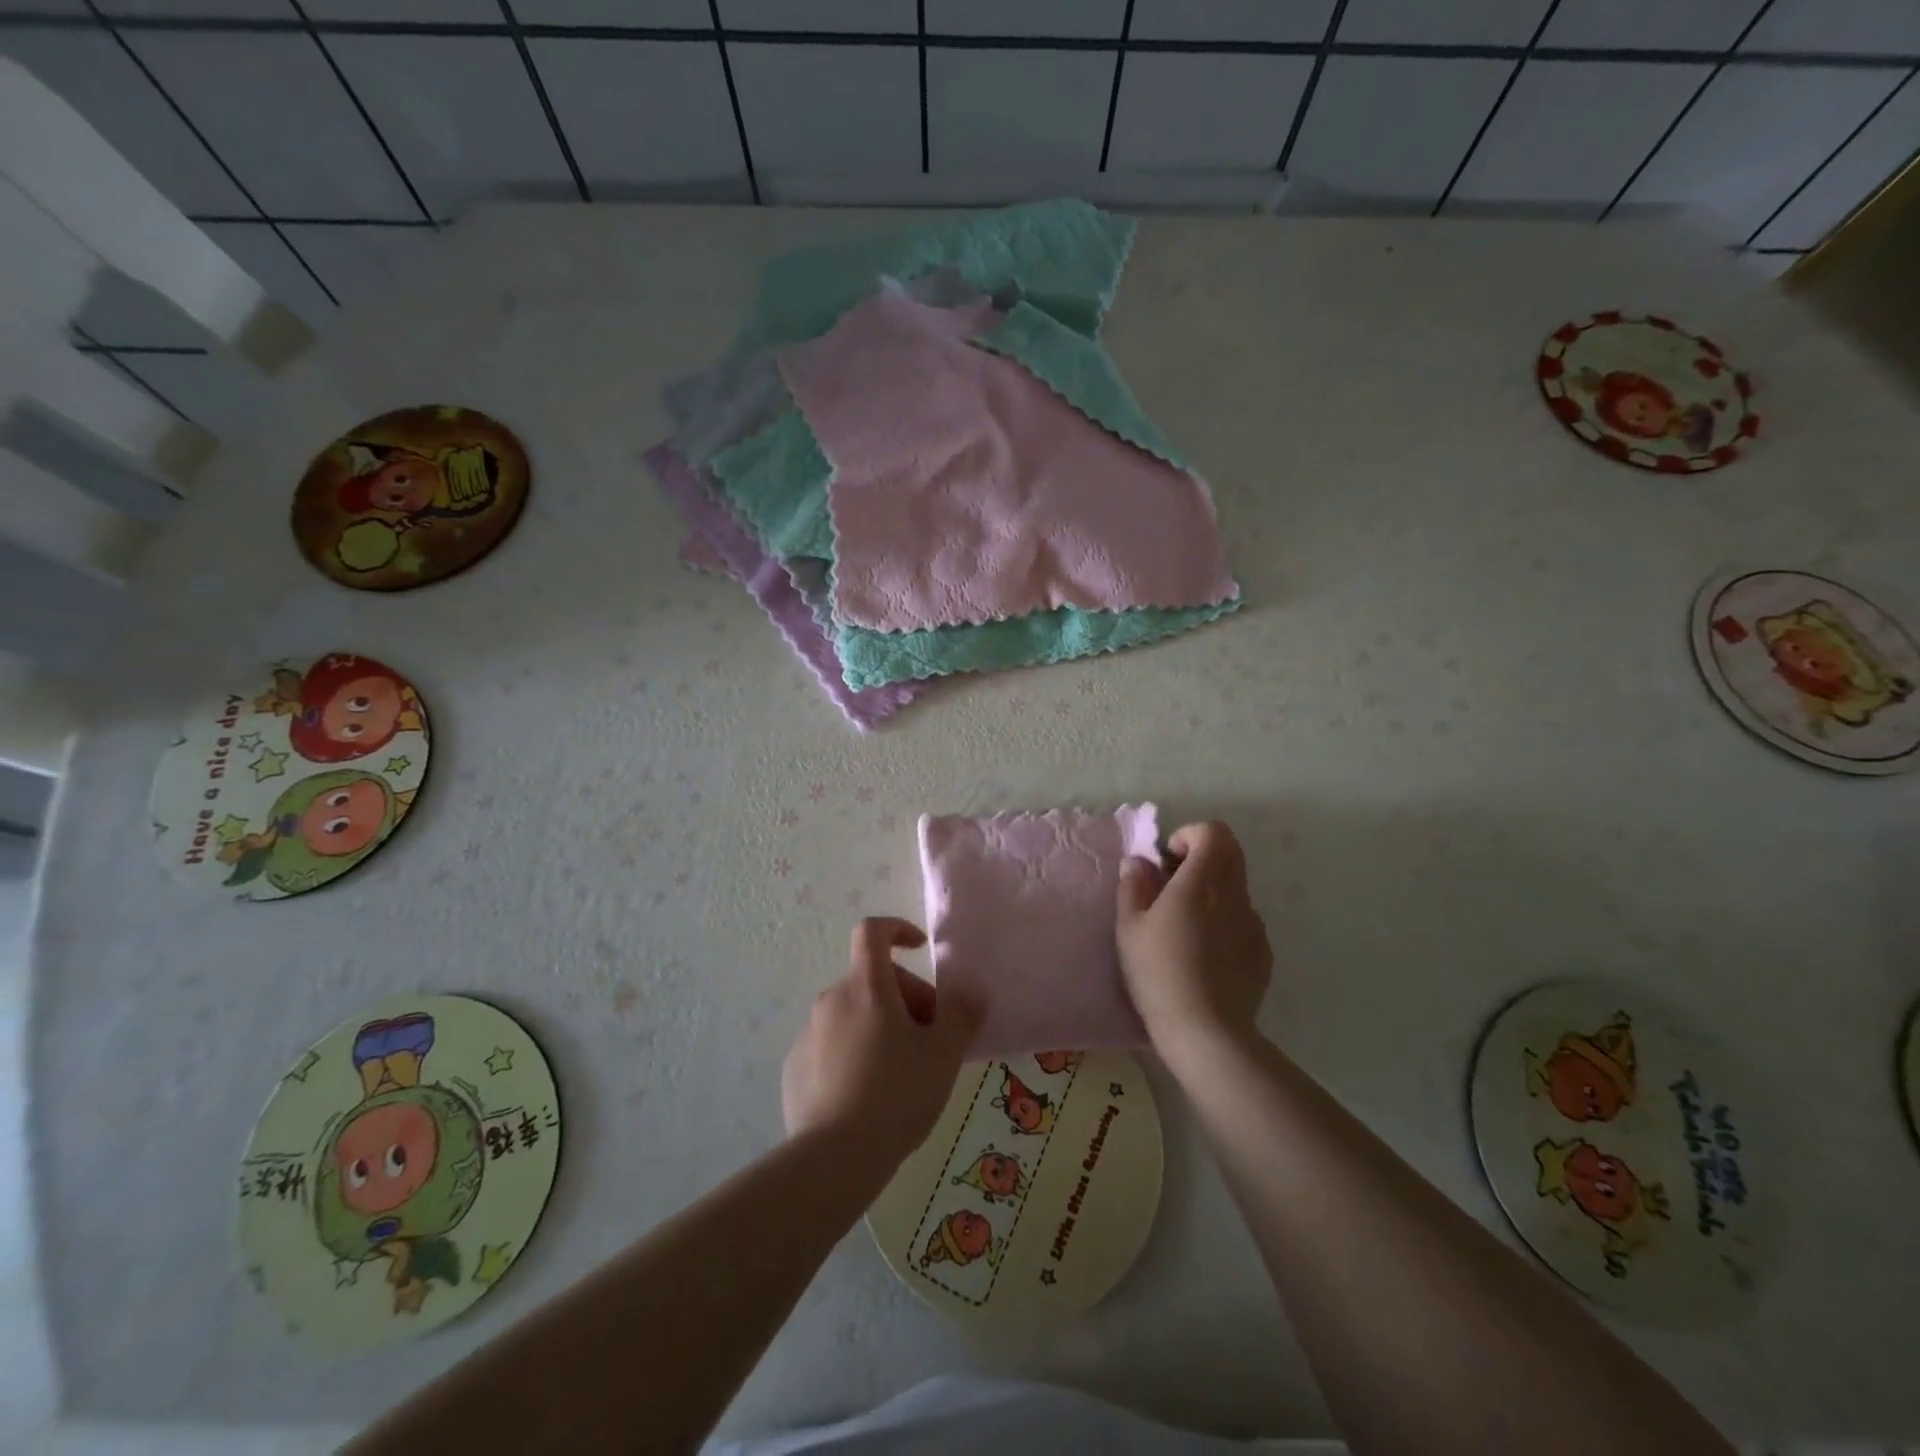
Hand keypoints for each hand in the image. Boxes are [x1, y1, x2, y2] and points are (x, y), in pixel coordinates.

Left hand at [781, 918, 980, 1170]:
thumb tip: (971, 989)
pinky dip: (855, 1055)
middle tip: (930, 1041)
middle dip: (906, 1000)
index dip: (897, 929)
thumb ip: (962, 1012)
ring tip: (903, 1075)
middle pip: (873, 981)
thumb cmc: (897, 1094)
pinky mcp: (795, 1068)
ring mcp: (808, 1034)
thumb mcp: (944, 1053)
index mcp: (866, 987)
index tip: (920, 949)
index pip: (872, 932)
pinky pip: (833, 1047)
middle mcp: (832, 1000)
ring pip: (854, 1016)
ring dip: (881, 1029)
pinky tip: (870, 1096)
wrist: (833, 1159)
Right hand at [1116, 820, 1272, 1064]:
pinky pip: (1245, 921)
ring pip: (1237, 888)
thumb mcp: (1129, 928)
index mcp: (1201, 883)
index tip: (1167, 862)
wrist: (1206, 1032)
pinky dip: (1226, 922)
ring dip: (1213, 892)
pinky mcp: (1263, 952)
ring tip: (1186, 927)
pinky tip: (1205, 956)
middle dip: (1202, 858)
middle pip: (1231, 853)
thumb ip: (1134, 886)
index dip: (1189, 836)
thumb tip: (1139, 862)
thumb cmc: (1158, 973)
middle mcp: (1234, 896)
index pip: (1213, 832)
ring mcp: (1254, 925)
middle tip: (1173, 886)